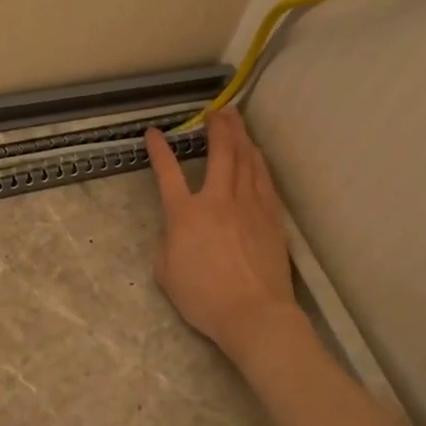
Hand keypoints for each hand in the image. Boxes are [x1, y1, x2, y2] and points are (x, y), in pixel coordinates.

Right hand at [145, 109, 296, 354]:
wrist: (254, 314)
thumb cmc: (204, 298)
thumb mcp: (166, 273)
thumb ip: (168, 243)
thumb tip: (178, 232)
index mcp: (185, 214)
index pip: (168, 173)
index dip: (159, 150)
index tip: (155, 133)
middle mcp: (217, 200)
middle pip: (220, 153)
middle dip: (217, 128)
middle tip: (217, 110)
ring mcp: (249, 206)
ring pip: (246, 160)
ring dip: (240, 136)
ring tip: (236, 120)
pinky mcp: (271, 217)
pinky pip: (264, 180)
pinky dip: (258, 161)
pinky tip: (257, 153)